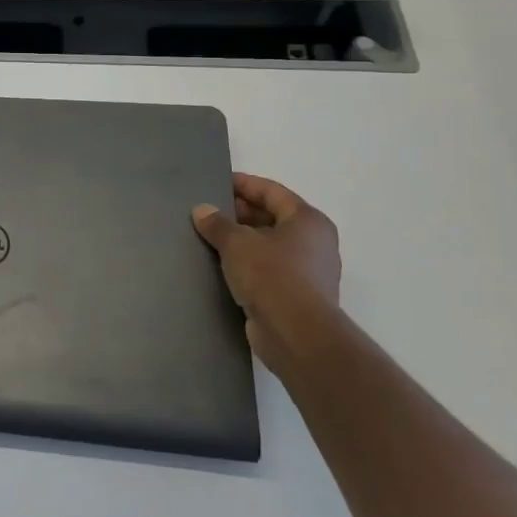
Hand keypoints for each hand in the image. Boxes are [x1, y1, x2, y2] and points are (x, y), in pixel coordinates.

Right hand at [191, 174, 341, 369]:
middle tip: (207, 212)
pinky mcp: (296, 296)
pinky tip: (220, 267)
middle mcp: (314, 242)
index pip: (271, 191)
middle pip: (272, 217)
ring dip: (241, 241)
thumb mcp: (237, 243)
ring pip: (268, 245)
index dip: (243, 184)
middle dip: (239, 214)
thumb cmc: (272, 276)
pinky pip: (267, 270)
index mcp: (307, 220)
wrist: (297, 334)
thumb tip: (202, 210)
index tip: (216, 182)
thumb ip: (217, 224)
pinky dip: (246, 265)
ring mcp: (308, 271)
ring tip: (208, 238)